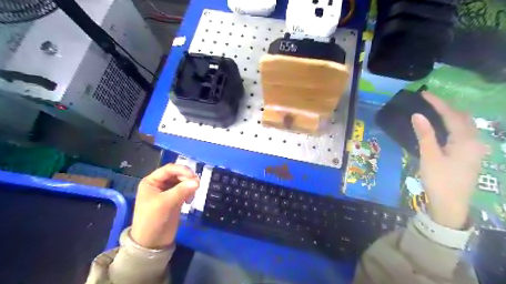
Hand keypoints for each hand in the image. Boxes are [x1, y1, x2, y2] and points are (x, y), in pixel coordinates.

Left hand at [130, 164, 199, 247]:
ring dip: (189, 185)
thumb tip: (198, 181)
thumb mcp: (165, 204)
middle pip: (177, 174)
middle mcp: (159, 184)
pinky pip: (185, 190)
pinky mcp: (175, 199)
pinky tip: (190, 200)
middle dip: (187, 178)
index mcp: (151, 181)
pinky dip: (189, 192)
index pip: (169, 169)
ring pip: (182, 182)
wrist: (151, 243)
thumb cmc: (152, 221)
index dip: (182, 170)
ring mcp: (167, 192)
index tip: (194, 176)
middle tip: (196, 186)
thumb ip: (181, 190)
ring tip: (192, 194)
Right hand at [413, 92, 488, 228]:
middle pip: (462, 118)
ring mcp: (474, 149)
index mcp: (465, 141)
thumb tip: (417, 115)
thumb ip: (425, 134)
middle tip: (428, 101)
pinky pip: (462, 134)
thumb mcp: (429, 156)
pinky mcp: (469, 156)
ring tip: (434, 110)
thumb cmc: (439, 180)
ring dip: (450, 115)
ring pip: (464, 126)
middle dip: (447, 107)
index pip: (451, 115)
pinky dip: (452, 125)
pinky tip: (442, 127)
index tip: (424, 94)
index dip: (438, 103)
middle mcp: (474, 142)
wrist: (451, 205)